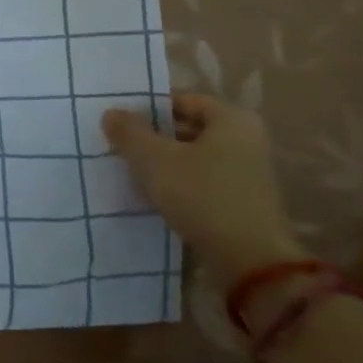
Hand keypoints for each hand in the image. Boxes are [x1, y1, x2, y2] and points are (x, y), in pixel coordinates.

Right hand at [101, 94, 306, 296]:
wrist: (251, 263)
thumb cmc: (203, 196)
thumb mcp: (155, 160)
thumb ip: (130, 132)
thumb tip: (111, 113)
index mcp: (232, 119)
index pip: (182, 100)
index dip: (148, 108)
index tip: (119, 122)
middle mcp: (246, 140)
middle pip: (189, 128)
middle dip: (154, 137)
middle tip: (120, 146)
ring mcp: (247, 173)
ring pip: (193, 158)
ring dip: (164, 163)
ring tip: (131, 172)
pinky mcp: (242, 202)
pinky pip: (202, 182)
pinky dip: (179, 185)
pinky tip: (153, 196)